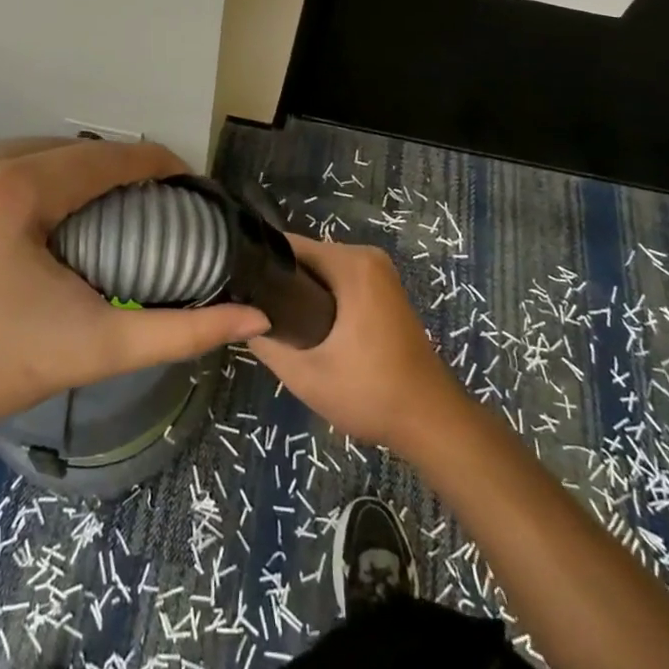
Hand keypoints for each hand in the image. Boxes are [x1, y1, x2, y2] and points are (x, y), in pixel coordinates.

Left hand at [0, 138, 270, 446]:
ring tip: (94, 208)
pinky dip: (25, 174)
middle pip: (69, 151)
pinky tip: (37, 208)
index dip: (156, 165)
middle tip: (140, 207)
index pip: (106, 158)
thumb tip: (255, 318)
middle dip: (111, 172)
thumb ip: (178, 332)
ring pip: (31, 149)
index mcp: (10, 191)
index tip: (185, 184)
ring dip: (68, 171)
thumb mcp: (90, 349)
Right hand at [250, 233, 469, 452]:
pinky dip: (321, 299)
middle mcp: (367, 257)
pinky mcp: (383, 290)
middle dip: (280, 283)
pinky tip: (305, 327)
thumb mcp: (306, 375)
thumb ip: (266, 342)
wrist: (431, 422)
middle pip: (306, 257)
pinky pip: (340, 282)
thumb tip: (240, 319)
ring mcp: (379, 273)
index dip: (259, 265)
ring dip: (300, 293)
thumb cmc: (371, 393)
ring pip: (322, 272)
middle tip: (253, 315)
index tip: (237, 290)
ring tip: (274, 323)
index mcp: (352, 264)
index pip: (289, 247)